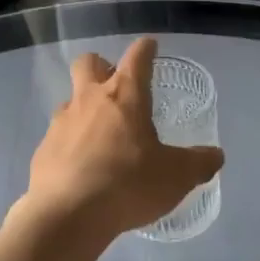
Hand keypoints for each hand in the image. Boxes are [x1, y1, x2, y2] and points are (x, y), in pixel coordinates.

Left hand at [23, 38, 223, 241]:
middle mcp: (89, 99)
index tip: (150, 46)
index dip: (145, 49)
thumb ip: (198, 163)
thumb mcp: (176, 177)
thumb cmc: (127, 184)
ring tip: (102, 135)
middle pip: (88, 63)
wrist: (67, 214)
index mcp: (124, 95)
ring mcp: (61, 122)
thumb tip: (215, 155)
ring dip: (85, 108)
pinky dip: (71, 142)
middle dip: (101, 67)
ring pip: (71, 100)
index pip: (137, 57)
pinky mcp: (44, 148)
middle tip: (116, 87)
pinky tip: (82, 166)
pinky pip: (59, 135)